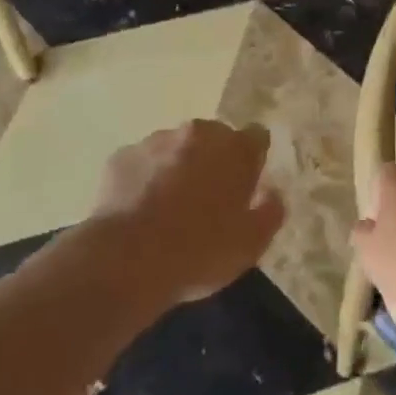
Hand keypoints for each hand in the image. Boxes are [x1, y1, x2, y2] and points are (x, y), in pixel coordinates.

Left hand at [89, 120, 284, 304]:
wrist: (126, 261)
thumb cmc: (198, 252)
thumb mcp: (250, 245)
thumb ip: (270, 212)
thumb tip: (273, 193)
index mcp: (235, 149)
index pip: (256, 137)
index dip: (252, 160)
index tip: (245, 186)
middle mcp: (197, 133)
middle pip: (214, 138)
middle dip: (213, 161)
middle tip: (207, 201)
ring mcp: (156, 141)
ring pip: (175, 148)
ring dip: (178, 167)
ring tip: (168, 208)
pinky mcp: (122, 156)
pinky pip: (142, 163)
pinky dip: (145, 179)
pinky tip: (139, 211)